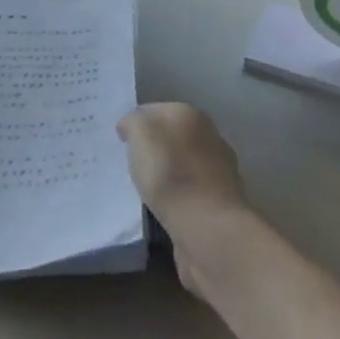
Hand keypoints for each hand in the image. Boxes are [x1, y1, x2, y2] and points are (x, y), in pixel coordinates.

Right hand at [117, 102, 249, 295]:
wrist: (207, 227)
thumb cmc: (169, 172)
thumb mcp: (141, 132)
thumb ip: (133, 122)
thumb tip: (131, 126)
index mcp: (191, 116)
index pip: (156, 111)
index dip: (136, 123)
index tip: (120, 141)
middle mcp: (210, 138)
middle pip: (172, 138)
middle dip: (153, 149)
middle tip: (128, 164)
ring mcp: (219, 173)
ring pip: (181, 167)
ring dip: (166, 175)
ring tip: (141, 189)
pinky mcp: (218, 205)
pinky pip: (188, 194)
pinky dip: (175, 199)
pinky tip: (160, 209)